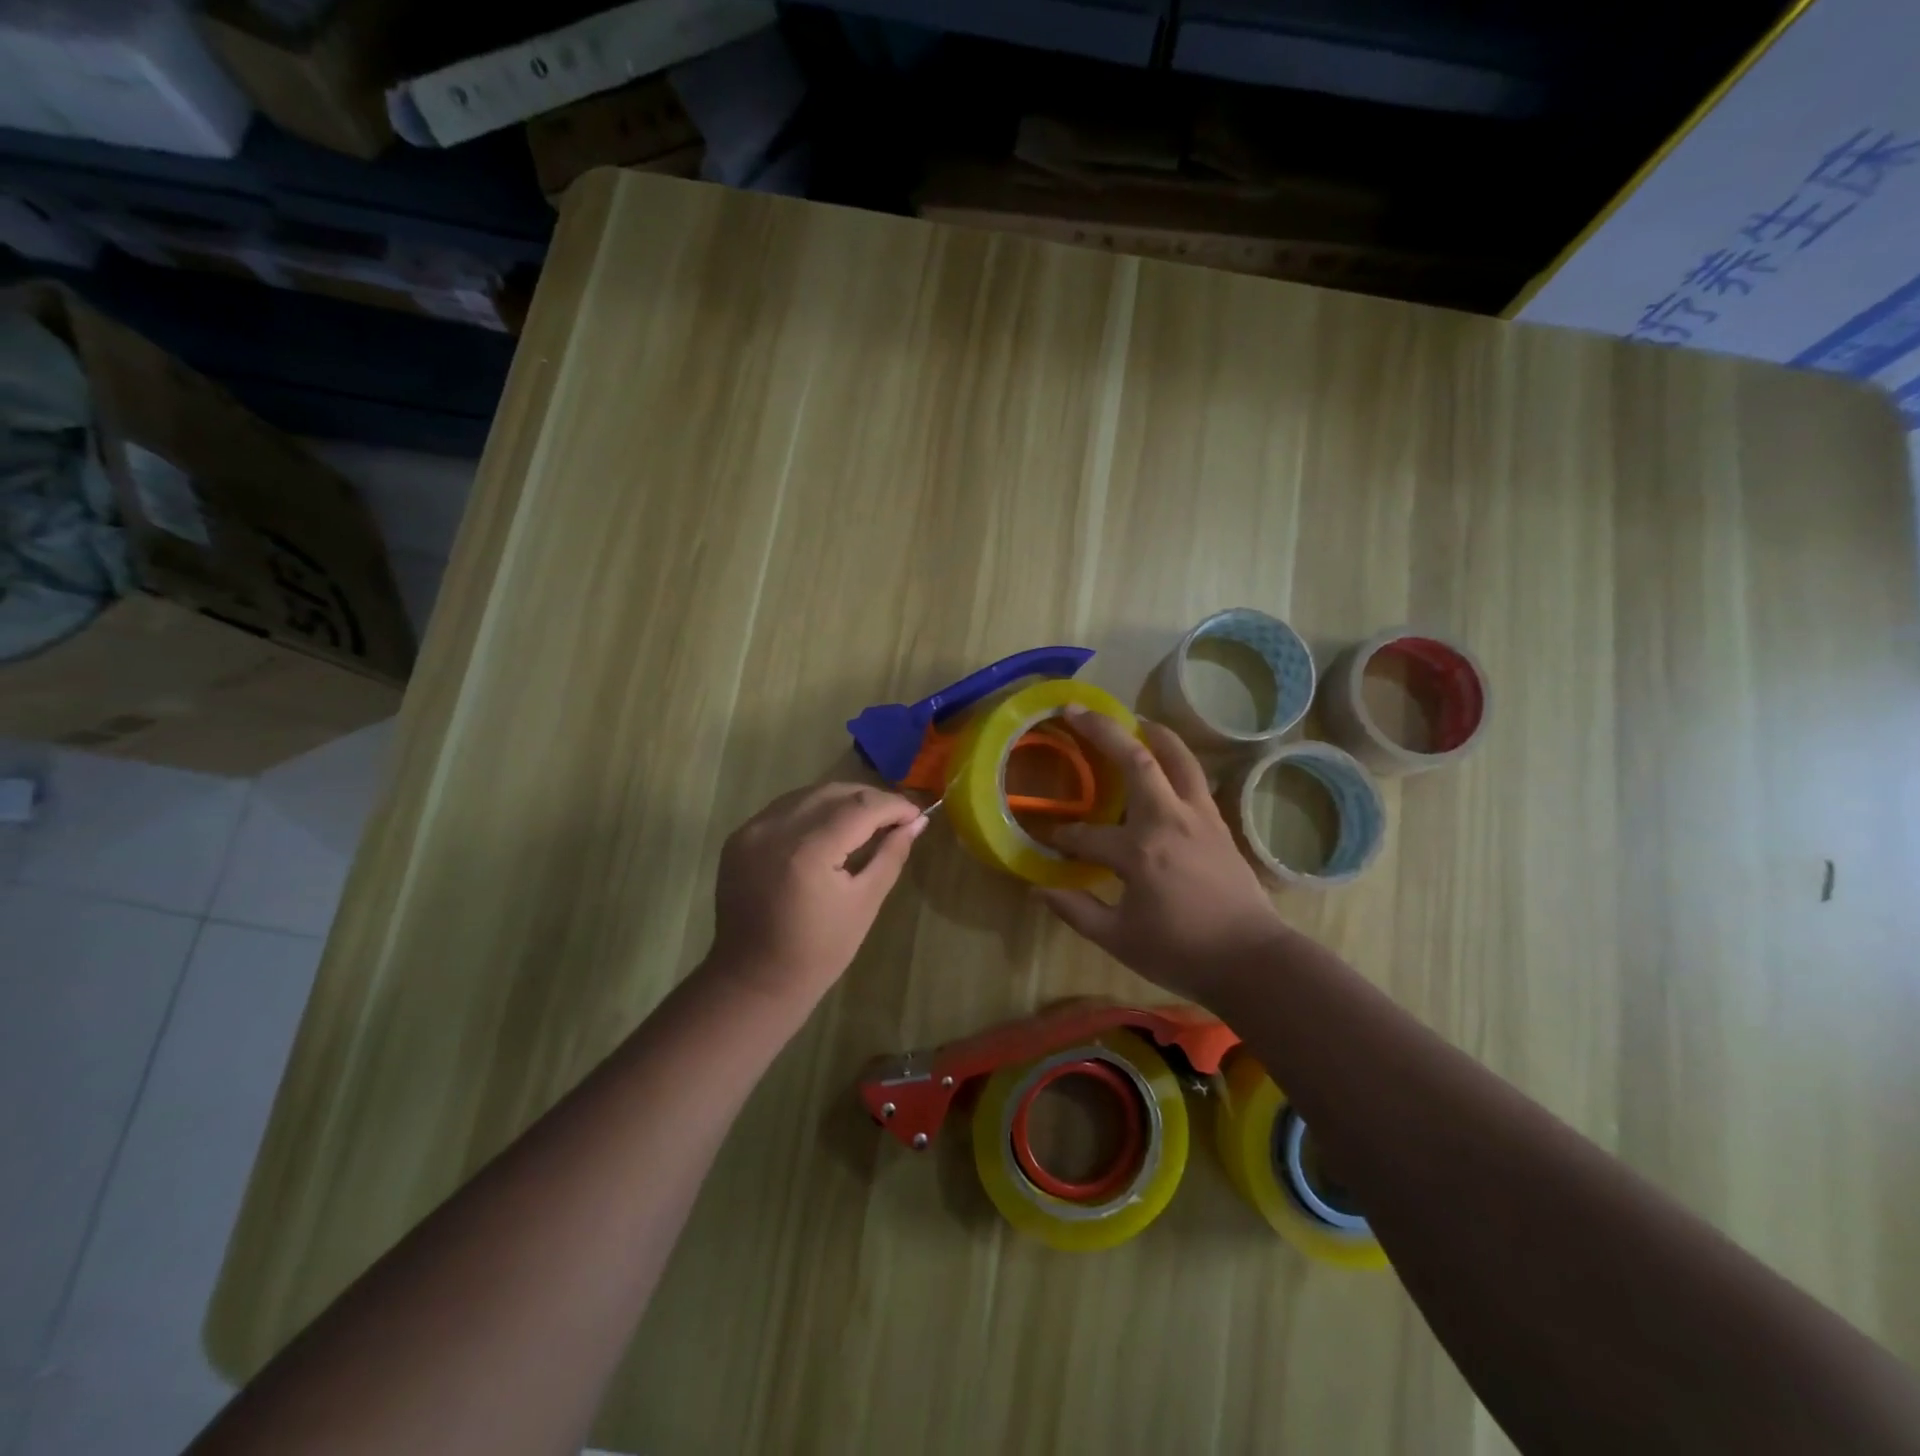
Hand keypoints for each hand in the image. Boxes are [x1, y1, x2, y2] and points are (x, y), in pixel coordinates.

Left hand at [709, 782, 928, 1005]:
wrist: (754, 980)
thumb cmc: (819, 951)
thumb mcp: (865, 903)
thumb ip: (891, 854)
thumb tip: (917, 822)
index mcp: (809, 851)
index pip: (861, 807)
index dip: (893, 805)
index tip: (916, 814)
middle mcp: (776, 829)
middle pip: (834, 792)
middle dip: (870, 799)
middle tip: (896, 818)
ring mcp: (752, 830)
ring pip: (808, 794)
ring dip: (842, 800)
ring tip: (867, 821)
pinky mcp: (739, 837)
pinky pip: (785, 808)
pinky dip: (813, 810)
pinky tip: (830, 828)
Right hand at [1040, 707, 1291, 1001]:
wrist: (1251, 960)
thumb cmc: (1181, 952)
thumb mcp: (1118, 940)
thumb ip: (1075, 910)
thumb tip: (1038, 889)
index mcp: (1138, 853)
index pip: (1086, 837)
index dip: (1061, 839)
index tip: (1048, 842)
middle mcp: (1168, 820)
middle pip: (1135, 760)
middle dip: (1101, 730)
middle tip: (1075, 711)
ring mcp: (1198, 816)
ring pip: (1176, 757)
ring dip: (1150, 731)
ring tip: (1130, 717)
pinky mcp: (1217, 821)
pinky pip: (1193, 776)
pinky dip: (1175, 757)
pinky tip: (1163, 760)